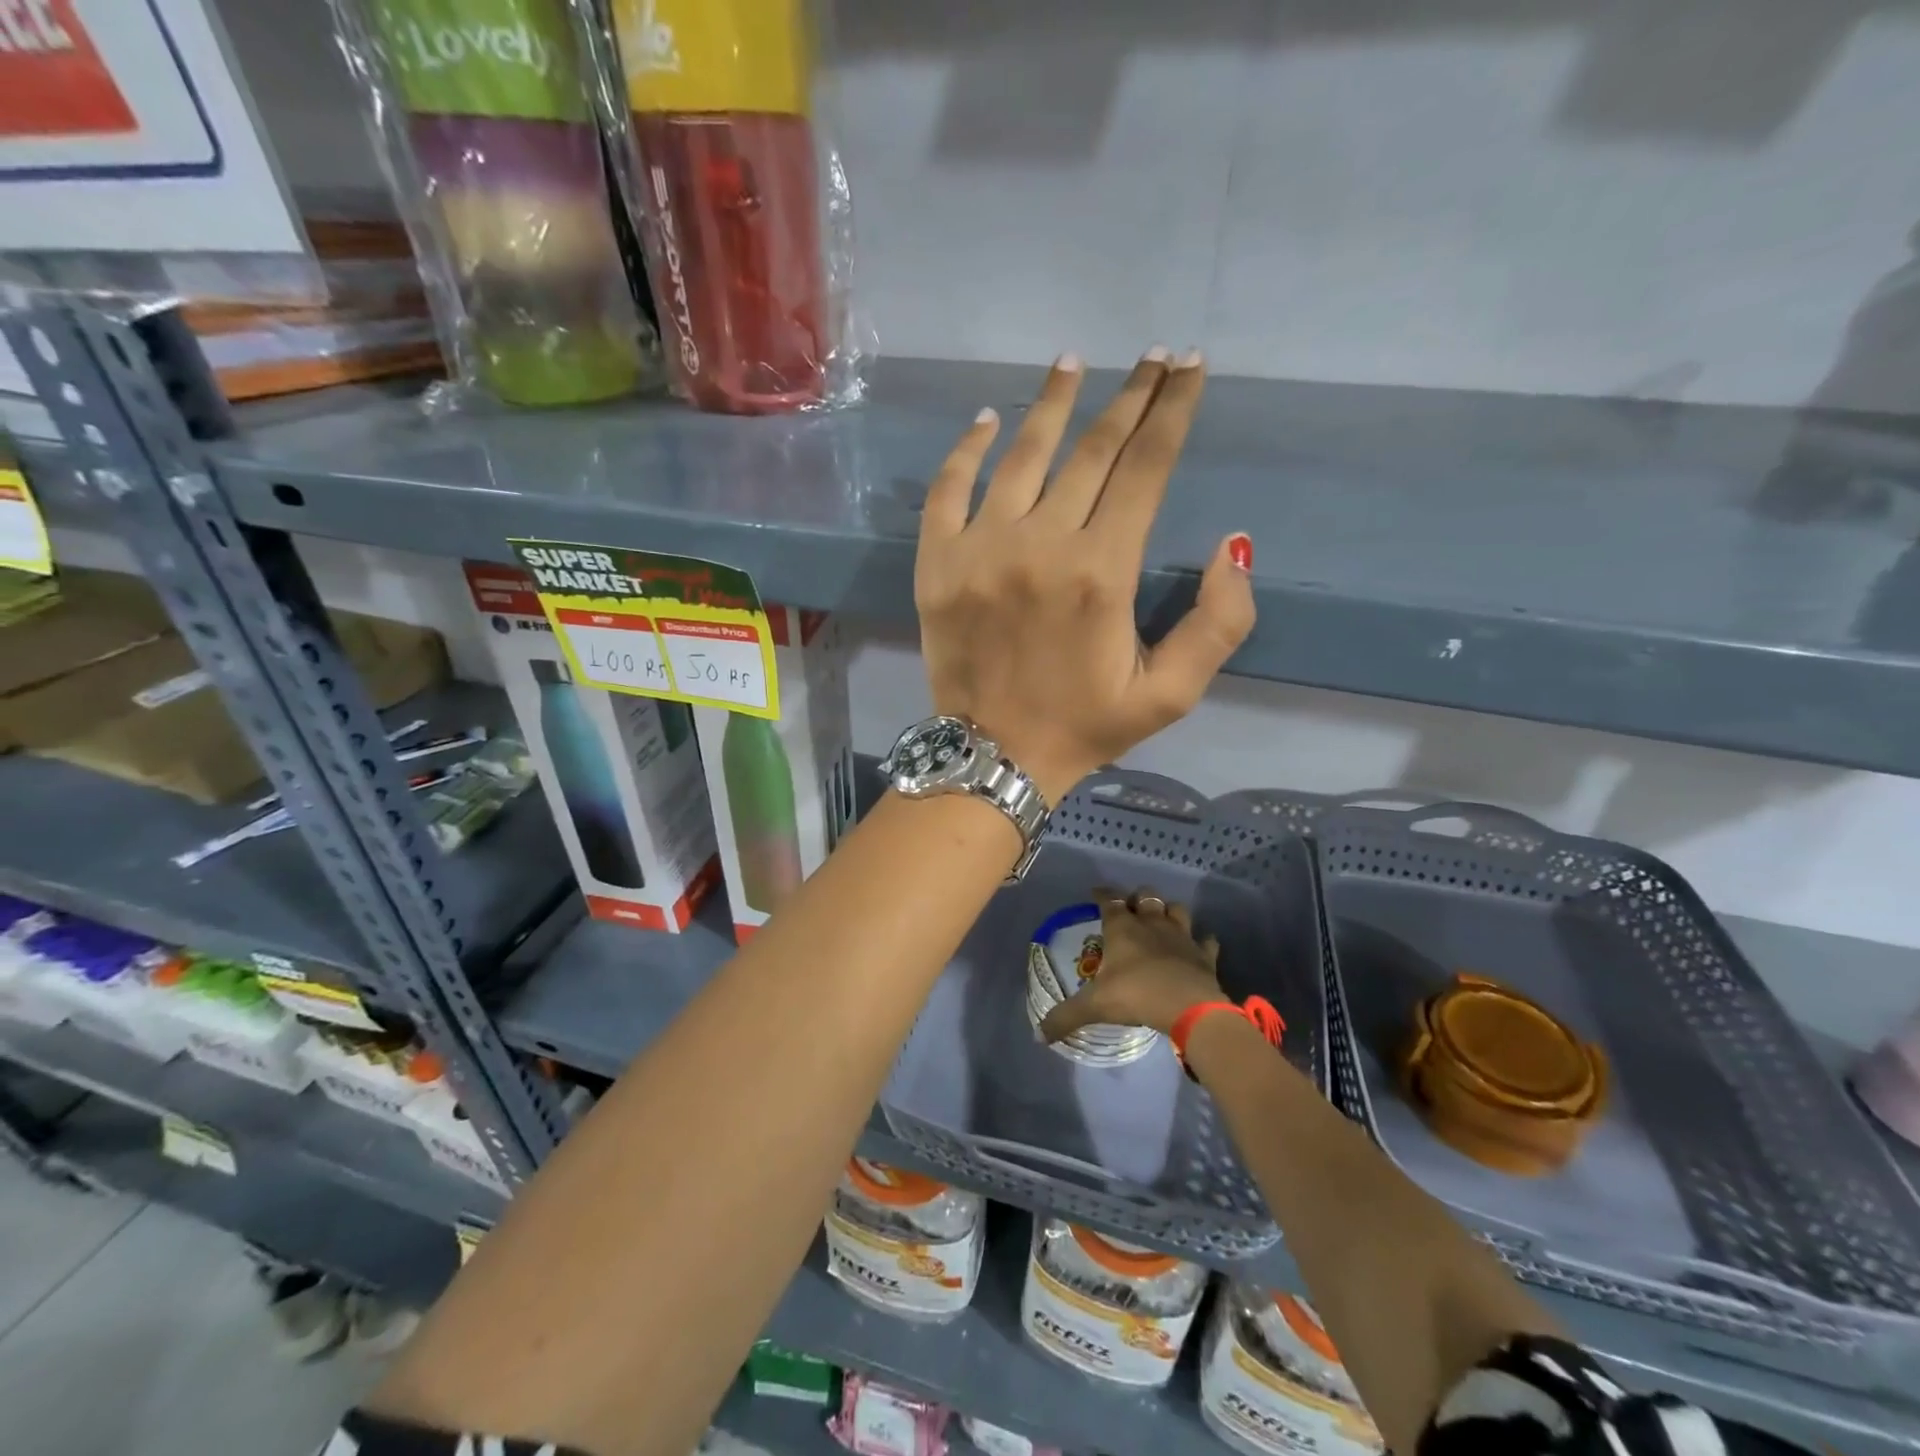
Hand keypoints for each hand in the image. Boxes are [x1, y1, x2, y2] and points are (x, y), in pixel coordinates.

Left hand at [915, 349, 1255, 802]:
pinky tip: (989, 419)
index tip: (1188, 368)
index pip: (1146, 469)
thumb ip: (1218, 622)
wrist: (993, 757)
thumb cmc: (1084, 727)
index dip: (1173, 411)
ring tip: (1073, 363)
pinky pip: (948, 489)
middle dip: (1129, 397)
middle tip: (1151, 356)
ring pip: (1022, 455)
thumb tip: (1234, 543)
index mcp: (1102, 572)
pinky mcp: (937, 563)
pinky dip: (968, 449)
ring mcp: (980, 549)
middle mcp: (1041, 545)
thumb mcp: (1170, 694)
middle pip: (1092, 450)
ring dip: (1053, 403)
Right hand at [1039, 887, 1223, 1042]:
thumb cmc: (1135, 995)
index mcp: (1122, 928)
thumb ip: (1065, 1017)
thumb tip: (1039, 1035)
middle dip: (1137, 898)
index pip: (1109, 900)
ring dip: (1169, 912)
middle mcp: (1151, 923)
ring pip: (1177, 909)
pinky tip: (1197, 947)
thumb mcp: (1094, 1006)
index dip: (1102, 894)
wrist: (1188, 1007)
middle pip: (1146, 896)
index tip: (1096, 893)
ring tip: (1162, 921)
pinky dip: (1201, 942)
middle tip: (1131, 909)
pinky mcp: (1203, 954)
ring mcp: (1181, 936)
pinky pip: (1206, 941)